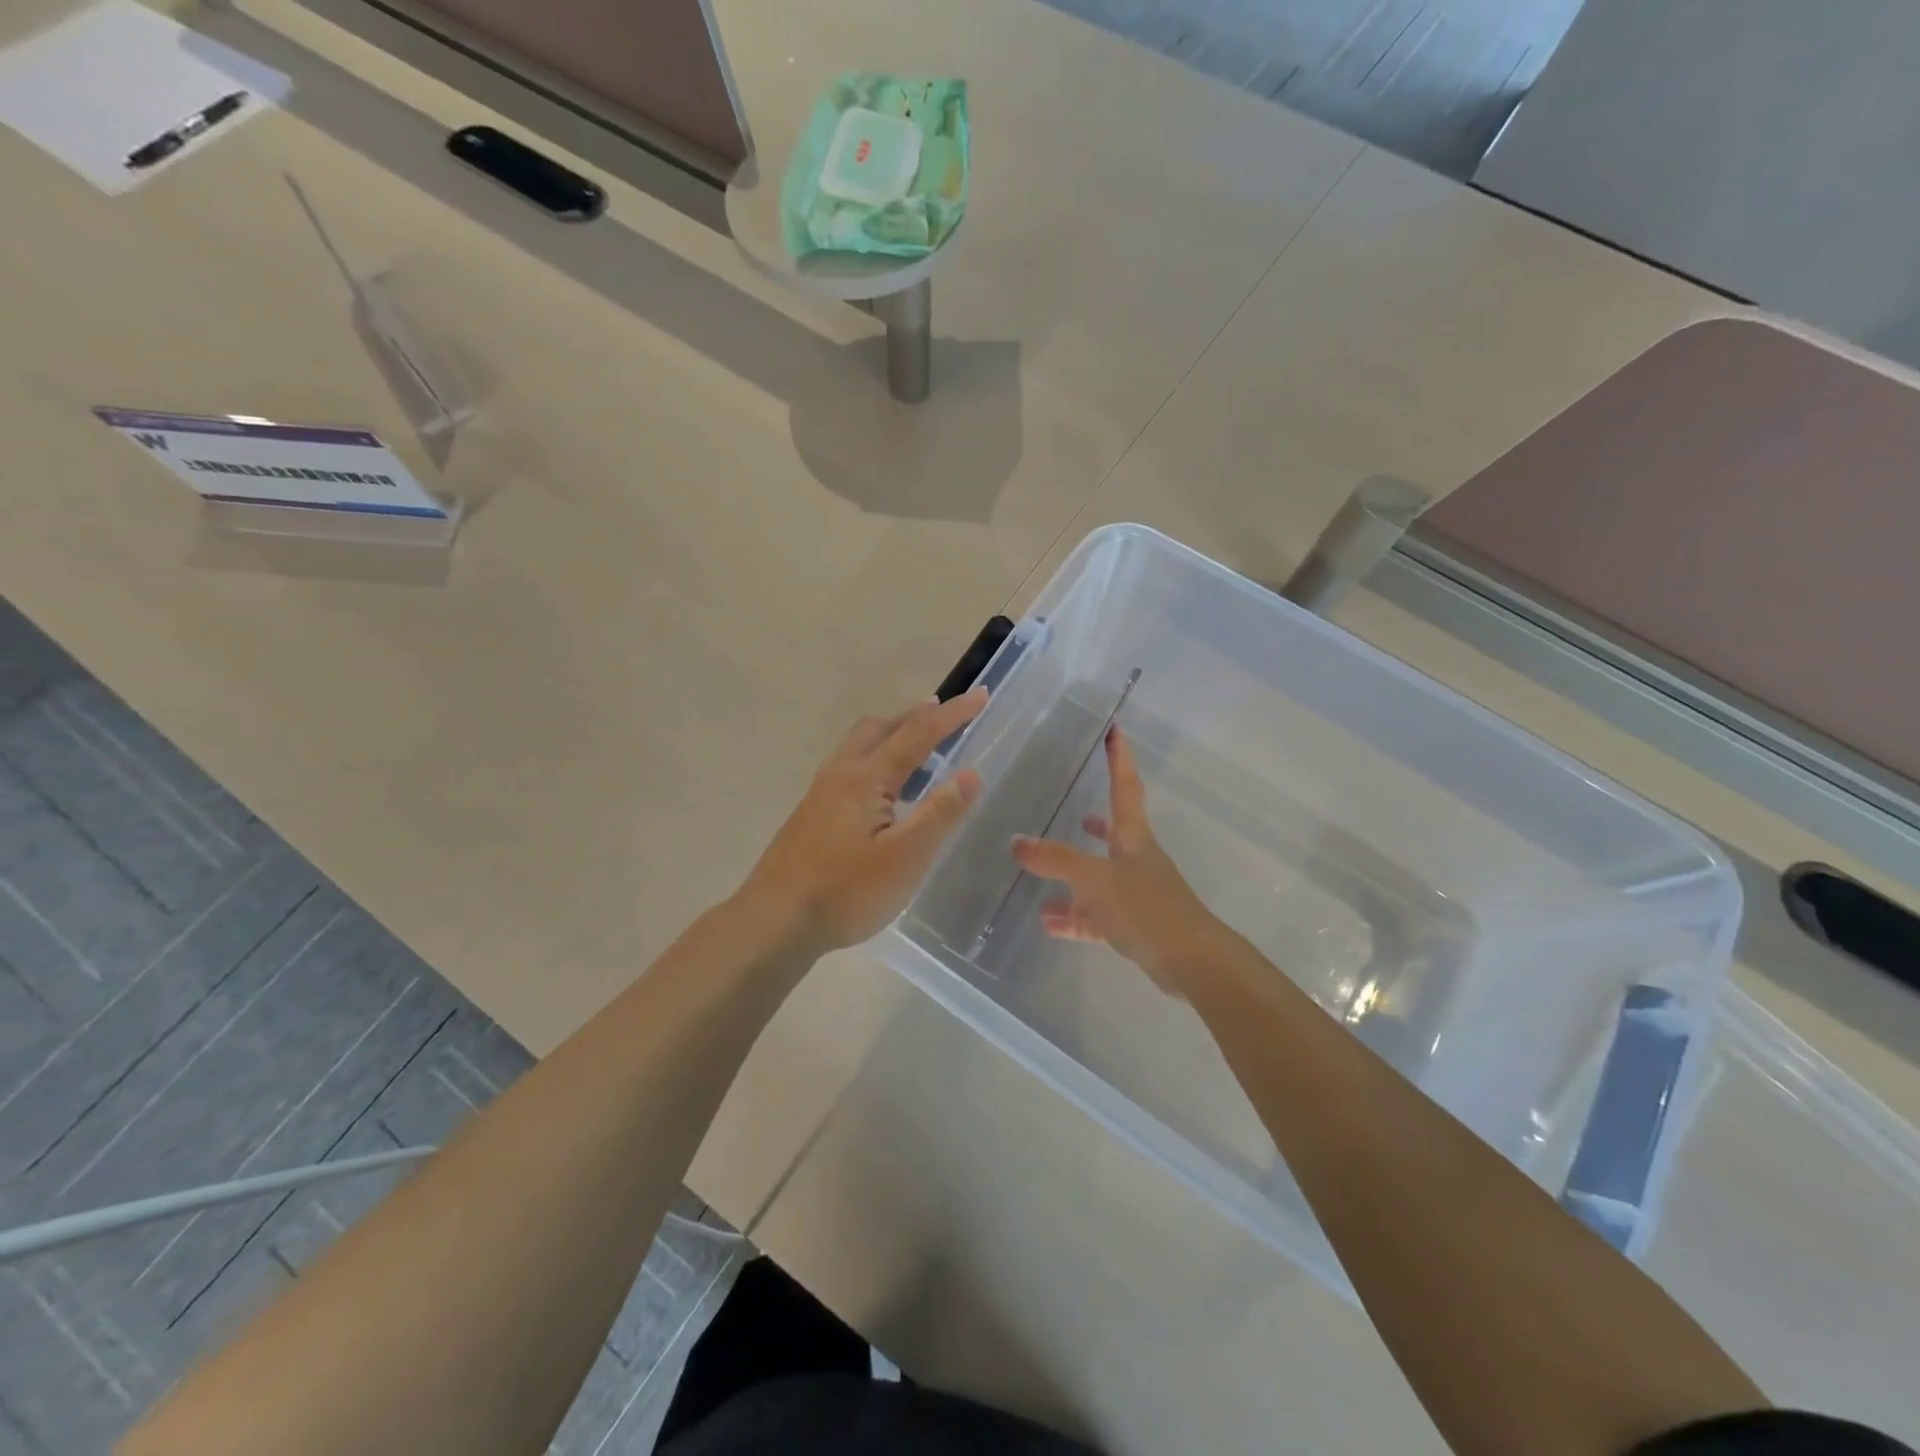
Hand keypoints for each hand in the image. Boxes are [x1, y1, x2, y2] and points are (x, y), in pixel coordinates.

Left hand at [741, 689, 988, 951]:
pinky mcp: (810, 813)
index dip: (952, 713)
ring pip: (859, 745)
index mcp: (866, 778)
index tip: (981, 696)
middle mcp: (840, 774)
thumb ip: (939, 813)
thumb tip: (971, 773)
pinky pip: (849, 766)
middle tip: (946, 716)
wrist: (774, 921)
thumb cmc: (845, 891)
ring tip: (919, 748)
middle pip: (880, 727)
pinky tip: (883, 792)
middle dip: (916, 716)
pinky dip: (875, 758)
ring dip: (892, 734)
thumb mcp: (905, 857)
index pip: (917, 733)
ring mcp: (820, 793)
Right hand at [1012, 728, 1222, 990]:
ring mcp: (1137, 895)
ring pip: (1099, 879)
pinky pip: (1096, 916)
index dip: (1119, 759)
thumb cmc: (1146, 908)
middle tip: (1077, 811)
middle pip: (1113, 834)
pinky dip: (1073, 917)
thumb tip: (1016, 841)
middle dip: (1096, 823)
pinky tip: (1048, 922)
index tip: (1116, 731)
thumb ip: (1056, 860)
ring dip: (1072, 878)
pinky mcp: (1135, 927)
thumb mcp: (1095, 879)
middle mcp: (1136, 861)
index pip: (1125, 788)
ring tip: (1041, 876)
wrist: (1191, 962)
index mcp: (1133, 839)